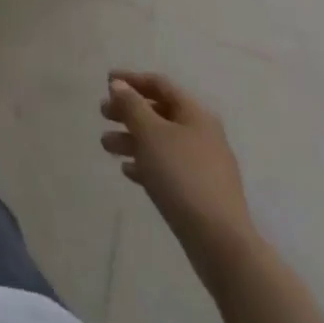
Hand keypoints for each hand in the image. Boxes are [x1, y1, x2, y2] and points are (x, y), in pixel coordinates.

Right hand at [102, 70, 255, 271]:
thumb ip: (132, 105)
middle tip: (103, 114)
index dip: (132, 79)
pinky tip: (129, 172)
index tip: (107, 81)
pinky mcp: (200, 192)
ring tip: (106, 146)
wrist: (220, 242)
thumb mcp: (151, 134)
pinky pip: (168, 168)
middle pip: (159, 113)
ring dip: (132, 139)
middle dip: (128, 112)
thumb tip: (119, 85)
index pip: (160, 85)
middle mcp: (202, 134)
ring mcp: (203, 165)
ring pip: (161, 142)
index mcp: (195, 114)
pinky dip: (146, 164)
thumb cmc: (182, 176)